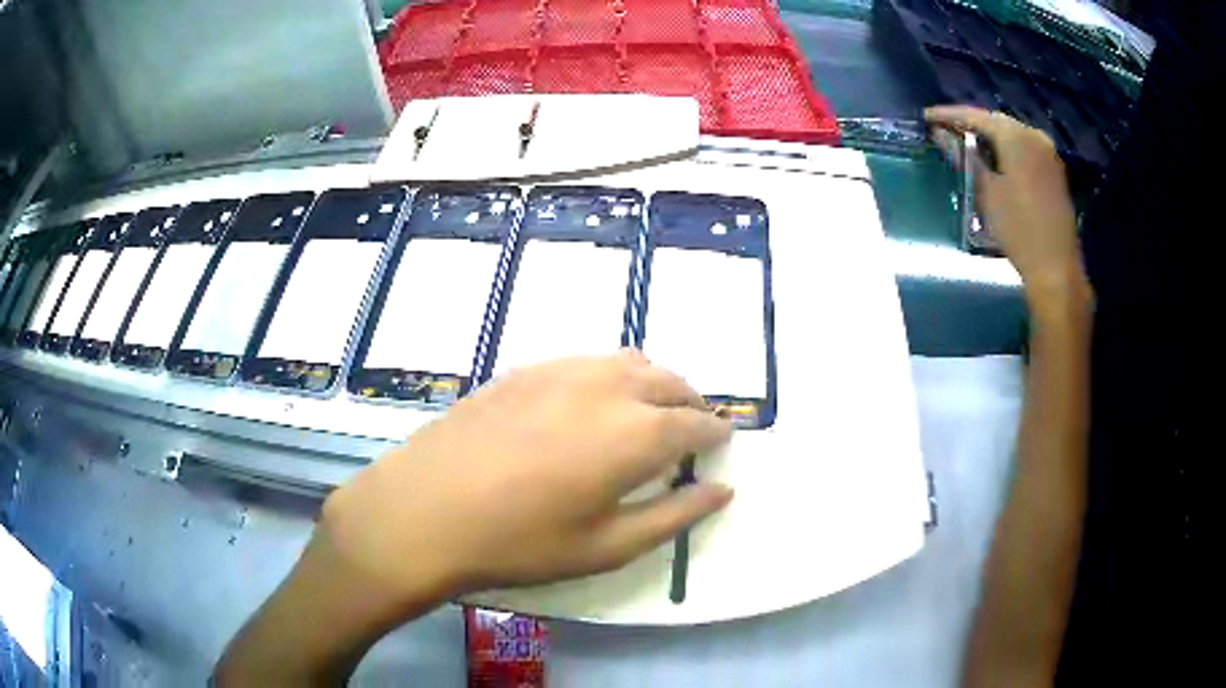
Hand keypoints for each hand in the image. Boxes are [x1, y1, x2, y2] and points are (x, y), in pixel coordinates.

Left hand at [320, 351, 733, 603]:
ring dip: (653, 384)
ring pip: (629, 362)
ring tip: (649, 415)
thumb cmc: (520, 541)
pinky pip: (587, 362)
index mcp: (636, 432)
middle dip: (690, 404)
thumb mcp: (607, 546)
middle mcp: (607, 386)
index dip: (715, 433)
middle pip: (669, 382)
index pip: (695, 423)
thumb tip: (722, 490)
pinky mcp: (525, 368)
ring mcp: (562, 369)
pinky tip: (592, 406)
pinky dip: (611, 377)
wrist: (425, 510)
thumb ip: (674, 515)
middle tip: (692, 431)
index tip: (723, 443)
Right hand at [925, 106, 1088, 308]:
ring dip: (988, 137)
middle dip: (969, 124)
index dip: (948, 115)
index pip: (975, 115)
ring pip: (1011, 134)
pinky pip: (1024, 148)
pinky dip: (1006, 149)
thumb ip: (963, 157)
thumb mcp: (985, 192)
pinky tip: (994, 159)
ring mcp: (1047, 152)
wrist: (1056, 268)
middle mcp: (1033, 135)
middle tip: (944, 130)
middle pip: (995, 122)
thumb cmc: (1018, 229)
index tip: (926, 118)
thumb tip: (939, 134)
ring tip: (966, 144)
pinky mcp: (1054, 170)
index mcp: (1015, 136)